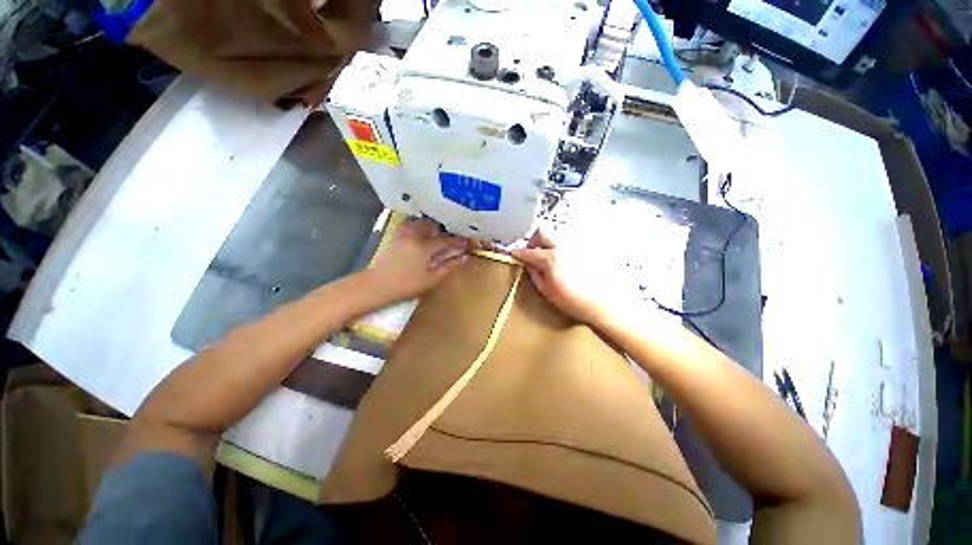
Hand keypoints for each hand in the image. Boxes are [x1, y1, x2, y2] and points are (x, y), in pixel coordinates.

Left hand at [366, 219, 470, 303]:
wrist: (377, 285)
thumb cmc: (406, 285)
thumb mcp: (431, 279)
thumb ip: (448, 266)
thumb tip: (463, 258)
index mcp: (424, 247)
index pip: (445, 241)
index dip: (458, 241)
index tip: (468, 241)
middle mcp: (414, 236)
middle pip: (432, 227)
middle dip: (442, 231)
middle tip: (448, 240)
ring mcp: (403, 235)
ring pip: (419, 224)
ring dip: (429, 228)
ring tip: (434, 237)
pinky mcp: (395, 237)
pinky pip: (408, 226)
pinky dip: (416, 227)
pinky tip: (419, 235)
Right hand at [511, 228, 607, 324]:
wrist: (605, 302)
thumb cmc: (574, 300)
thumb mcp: (548, 291)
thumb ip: (535, 274)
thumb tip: (528, 264)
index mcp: (550, 258)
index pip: (528, 251)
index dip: (518, 252)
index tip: (514, 254)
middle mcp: (563, 246)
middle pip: (543, 230)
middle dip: (534, 238)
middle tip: (533, 250)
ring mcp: (577, 244)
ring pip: (558, 231)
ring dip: (549, 239)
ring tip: (549, 252)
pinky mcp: (589, 246)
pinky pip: (571, 238)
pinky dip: (563, 243)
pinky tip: (565, 256)